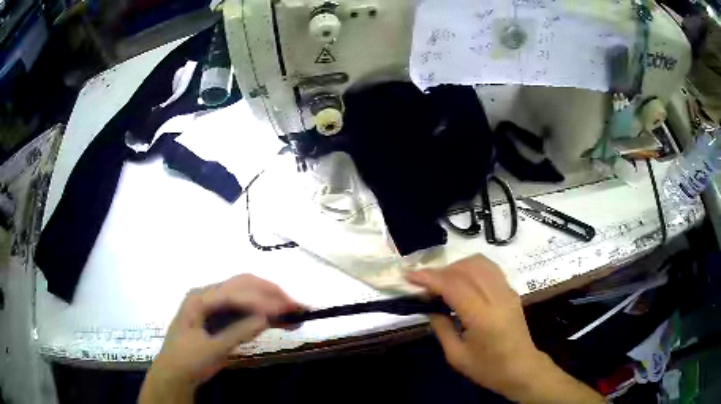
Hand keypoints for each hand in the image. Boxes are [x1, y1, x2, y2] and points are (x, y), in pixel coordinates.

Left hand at [139, 274, 301, 403]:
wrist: (175, 372)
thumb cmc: (188, 360)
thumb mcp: (212, 349)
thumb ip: (237, 332)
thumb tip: (266, 319)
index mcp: (200, 298)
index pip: (235, 293)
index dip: (262, 300)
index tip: (287, 310)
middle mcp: (208, 294)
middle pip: (244, 284)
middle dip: (272, 294)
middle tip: (298, 307)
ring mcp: (215, 303)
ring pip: (247, 293)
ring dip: (272, 300)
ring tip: (296, 312)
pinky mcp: (221, 314)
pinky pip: (245, 307)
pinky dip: (264, 311)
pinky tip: (279, 319)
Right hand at [407, 254, 603, 403]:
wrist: (521, 368)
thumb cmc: (488, 368)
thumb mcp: (456, 356)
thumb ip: (441, 328)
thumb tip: (430, 307)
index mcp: (483, 318)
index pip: (454, 286)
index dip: (430, 278)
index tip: (409, 276)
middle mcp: (498, 298)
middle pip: (467, 268)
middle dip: (441, 271)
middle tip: (424, 285)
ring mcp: (507, 291)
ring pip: (480, 262)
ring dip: (457, 266)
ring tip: (443, 282)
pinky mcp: (511, 290)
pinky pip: (489, 268)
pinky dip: (471, 268)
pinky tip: (462, 281)